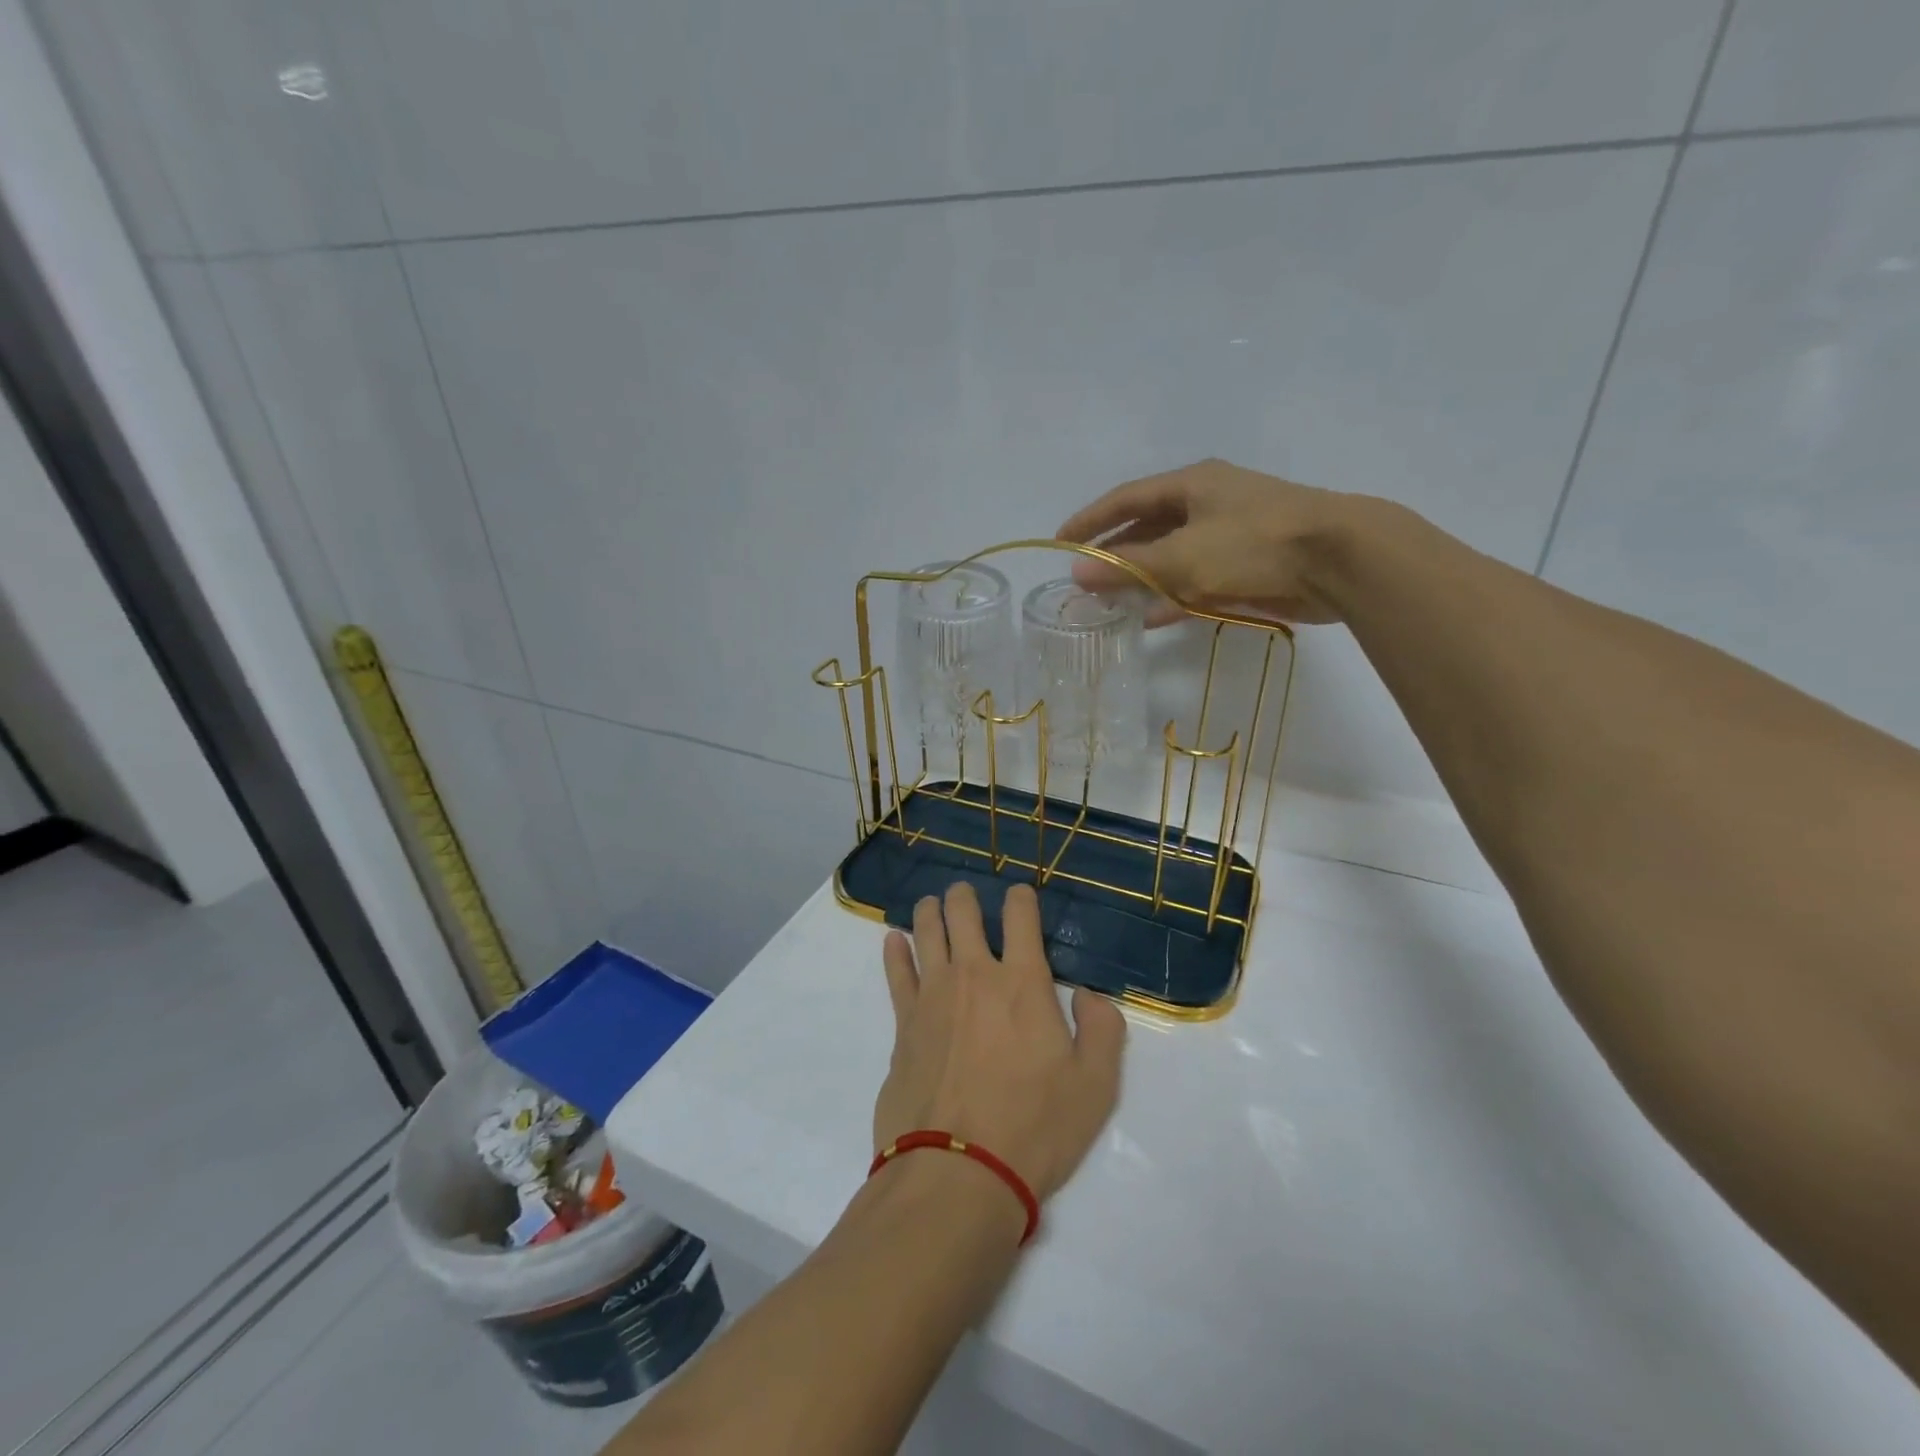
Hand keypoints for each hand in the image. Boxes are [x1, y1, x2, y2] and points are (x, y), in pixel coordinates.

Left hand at [876, 882, 1124, 1203]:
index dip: (1021, 898)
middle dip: (966, 896)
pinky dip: (895, 950)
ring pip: (927, 932)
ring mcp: (932, 996)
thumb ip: (1102, 1029)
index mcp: (1023, 983)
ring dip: (931, 911)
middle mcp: (974, 975)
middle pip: (963, 913)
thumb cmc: (1034, 1129)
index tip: (1021, 896)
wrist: (957, 1174)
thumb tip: (1088, 995)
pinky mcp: (903, 1024)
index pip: (1020, 917)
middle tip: (967, 895)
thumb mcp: (1095, 1086)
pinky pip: (896, 973)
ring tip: (933, 905)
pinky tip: (894, 940)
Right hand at [1057, 458, 1358, 626]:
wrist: (1339, 559)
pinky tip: (1152, 618)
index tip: (1061, 542)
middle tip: (1085, 579)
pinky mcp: (1247, 565)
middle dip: (1115, 554)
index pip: (1125, 498)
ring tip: (1111, 603)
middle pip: (1147, 527)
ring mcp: (1229, 534)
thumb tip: (1077, 574)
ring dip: (1142, 579)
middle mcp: (1207, 503)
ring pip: (1171, 557)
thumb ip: (1129, 567)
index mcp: (1191, 484)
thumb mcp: (1183, 556)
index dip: (1090, 520)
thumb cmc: (1254, 544)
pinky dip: (1174, 596)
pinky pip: (1197, 579)